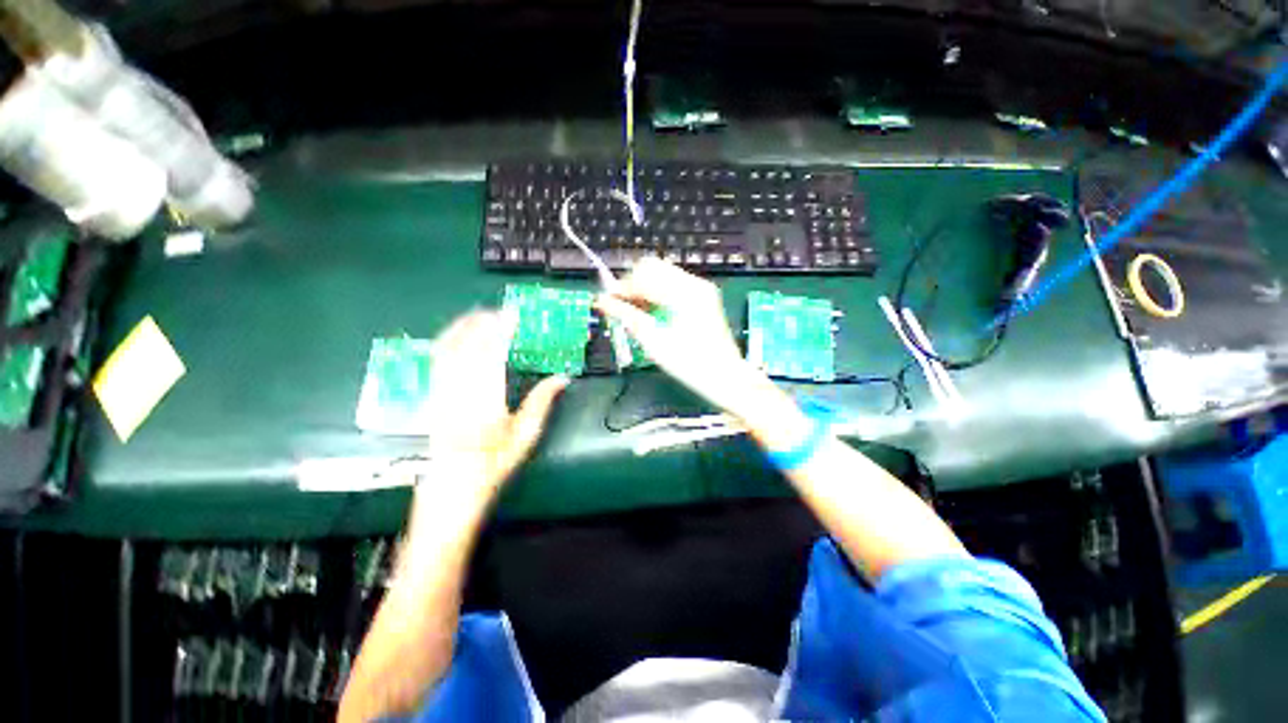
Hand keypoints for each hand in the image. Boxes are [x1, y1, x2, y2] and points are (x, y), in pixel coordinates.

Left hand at [422, 310, 567, 493]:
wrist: (453, 484)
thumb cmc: (494, 462)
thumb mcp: (525, 436)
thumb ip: (542, 402)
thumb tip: (562, 377)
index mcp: (485, 404)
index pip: (492, 357)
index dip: (502, 332)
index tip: (513, 317)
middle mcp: (458, 393)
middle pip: (467, 347)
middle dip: (485, 324)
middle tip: (504, 312)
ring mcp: (440, 392)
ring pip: (447, 349)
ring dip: (464, 327)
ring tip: (482, 315)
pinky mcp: (431, 394)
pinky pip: (436, 360)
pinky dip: (448, 340)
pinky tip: (459, 334)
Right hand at [596, 258, 787, 426]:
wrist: (726, 379)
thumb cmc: (691, 365)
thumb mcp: (655, 342)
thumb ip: (627, 317)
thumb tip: (602, 301)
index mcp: (684, 293)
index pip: (644, 275)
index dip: (622, 287)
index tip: (606, 303)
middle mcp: (694, 284)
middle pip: (653, 267)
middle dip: (633, 284)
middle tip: (621, 308)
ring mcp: (701, 290)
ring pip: (662, 275)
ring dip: (644, 289)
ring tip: (634, 313)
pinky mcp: (703, 298)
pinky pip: (673, 285)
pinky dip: (658, 294)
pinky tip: (651, 313)